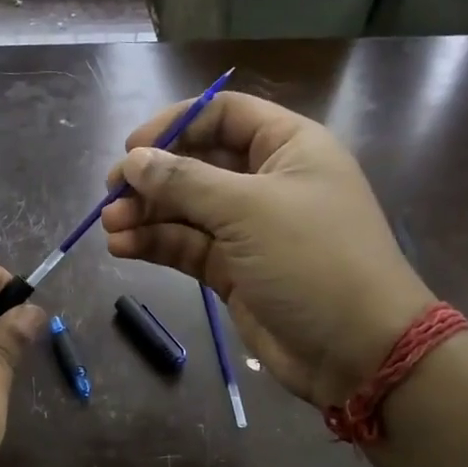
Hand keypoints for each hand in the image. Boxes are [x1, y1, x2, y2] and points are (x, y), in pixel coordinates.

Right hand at [101, 91, 432, 408]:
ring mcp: (250, 229)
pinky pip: (188, 247)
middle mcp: (268, 181)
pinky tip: (122, 248)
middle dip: (153, 177)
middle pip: (198, 163)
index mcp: (288, 147)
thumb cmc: (312, 260)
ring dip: (147, 215)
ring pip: (187, 210)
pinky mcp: (234, 270)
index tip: (131, 149)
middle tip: (110, 194)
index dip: (175, 125)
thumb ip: (185, 182)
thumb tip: (132, 160)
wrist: (357, 351)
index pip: (223, 115)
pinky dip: (156, 245)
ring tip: (110, 226)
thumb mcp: (248, 210)